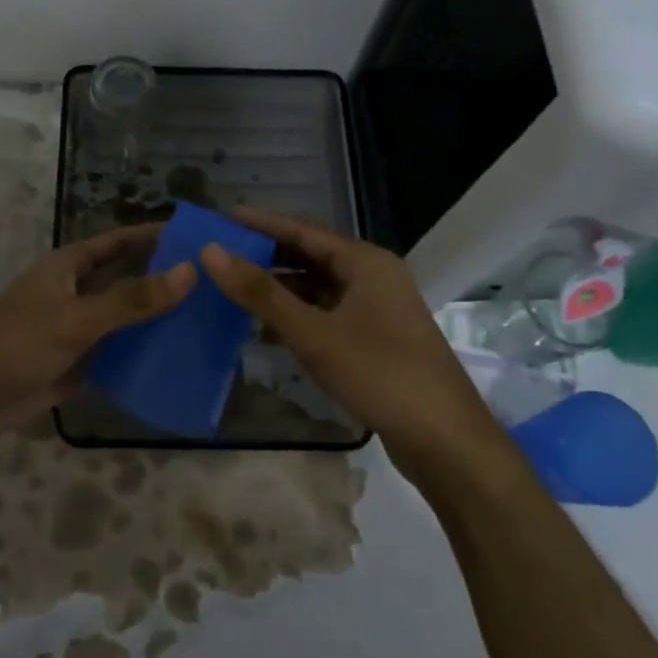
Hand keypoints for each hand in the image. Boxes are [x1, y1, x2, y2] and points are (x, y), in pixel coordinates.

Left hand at [0, 224, 195, 465]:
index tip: (195, 237)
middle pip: (125, 281)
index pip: (119, 242)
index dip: (154, 236)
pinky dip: (139, 359)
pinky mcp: (75, 365)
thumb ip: (132, 299)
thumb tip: (189, 272)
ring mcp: (75, 330)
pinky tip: (175, 365)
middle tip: (213, 286)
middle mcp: (73, 293)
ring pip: (123, 322)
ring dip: (154, 324)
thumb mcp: (76, 319)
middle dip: (162, 283)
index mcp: (68, 267)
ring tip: (204, 326)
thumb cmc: (16, 344)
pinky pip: (115, 357)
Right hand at [198, 208, 490, 470]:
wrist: (445, 440)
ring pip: (318, 289)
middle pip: (311, 256)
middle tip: (221, 255)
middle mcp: (373, 277)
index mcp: (365, 262)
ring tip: (234, 290)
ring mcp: (377, 310)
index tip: (222, 217)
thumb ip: (261, 293)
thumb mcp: (313, 333)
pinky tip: (267, 328)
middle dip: (267, 256)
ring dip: (280, 289)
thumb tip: (211, 252)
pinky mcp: (376, 340)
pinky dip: (298, 316)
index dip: (261, 223)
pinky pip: (327, 315)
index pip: (302, 230)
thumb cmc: (379, 374)